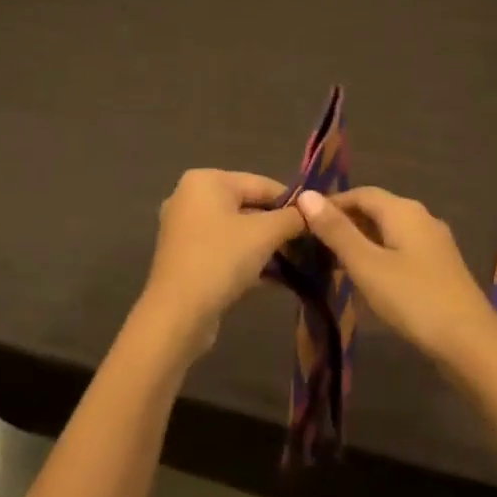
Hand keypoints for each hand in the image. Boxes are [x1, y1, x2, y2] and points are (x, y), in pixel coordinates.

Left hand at [133, 170, 306, 359]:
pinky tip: (276, 279)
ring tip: (297, 263)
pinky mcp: (186, 259)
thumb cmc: (221, 260)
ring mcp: (185, 230)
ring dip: (267, 247)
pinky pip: (226, 251)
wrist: (178, 315)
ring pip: (238, 232)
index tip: (318, 221)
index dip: (293, 202)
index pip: (262, 184)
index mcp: (206, 181)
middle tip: (309, 244)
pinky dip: (249, 260)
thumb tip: (313, 210)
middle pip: (249, 207)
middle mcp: (190, 198)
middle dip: (280, 227)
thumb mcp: (265, 234)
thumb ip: (293, 217)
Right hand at [294, 187, 496, 370]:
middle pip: (376, 210)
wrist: (470, 342)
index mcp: (404, 210)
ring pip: (389, 231)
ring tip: (332, 263)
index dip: (331, 203)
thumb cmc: (413, 298)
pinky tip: (367, 279)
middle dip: (344, 223)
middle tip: (313, 245)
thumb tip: (306, 195)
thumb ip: (337, 231)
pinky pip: (401, 250)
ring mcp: (434, 243)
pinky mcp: (440, 267)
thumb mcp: (367, 265)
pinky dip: (379, 256)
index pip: (361, 193)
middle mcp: (422, 217)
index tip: (302, 221)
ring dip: (361, 241)